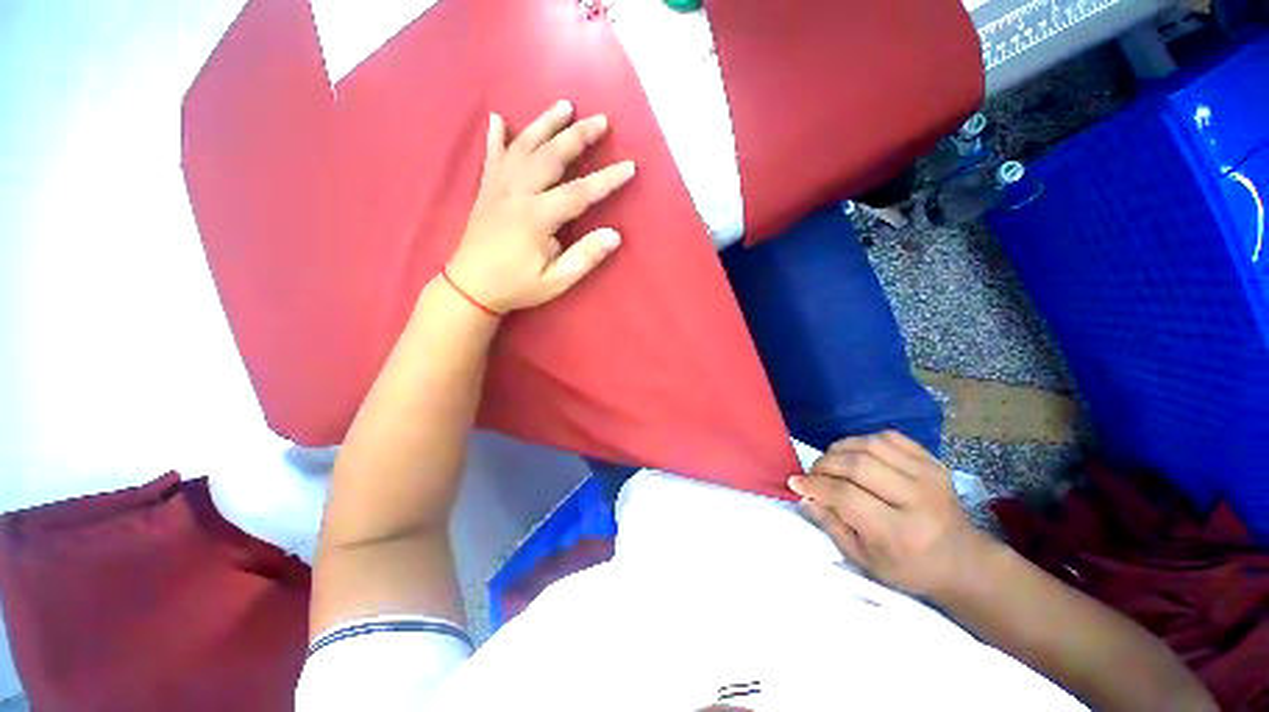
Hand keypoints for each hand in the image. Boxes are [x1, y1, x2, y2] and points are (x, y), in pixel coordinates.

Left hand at [446, 100, 635, 313]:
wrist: (470, 287)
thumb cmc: (516, 286)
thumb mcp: (556, 280)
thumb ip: (584, 257)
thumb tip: (614, 235)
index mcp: (537, 217)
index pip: (579, 192)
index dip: (606, 179)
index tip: (629, 167)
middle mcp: (517, 192)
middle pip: (551, 155)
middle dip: (578, 135)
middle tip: (601, 120)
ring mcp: (498, 187)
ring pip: (523, 146)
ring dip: (545, 123)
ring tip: (564, 105)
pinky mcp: (486, 190)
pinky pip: (492, 156)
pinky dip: (496, 136)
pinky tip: (499, 118)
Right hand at [788, 431, 992, 598]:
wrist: (963, 560)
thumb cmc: (909, 567)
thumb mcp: (865, 561)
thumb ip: (832, 526)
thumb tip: (807, 494)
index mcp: (900, 532)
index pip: (846, 496)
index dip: (815, 485)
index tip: (797, 482)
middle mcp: (917, 499)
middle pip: (857, 465)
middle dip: (824, 465)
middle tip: (813, 473)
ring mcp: (928, 475)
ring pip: (870, 444)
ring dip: (840, 449)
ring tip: (831, 462)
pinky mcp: (933, 461)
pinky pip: (889, 437)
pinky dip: (864, 440)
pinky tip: (856, 454)